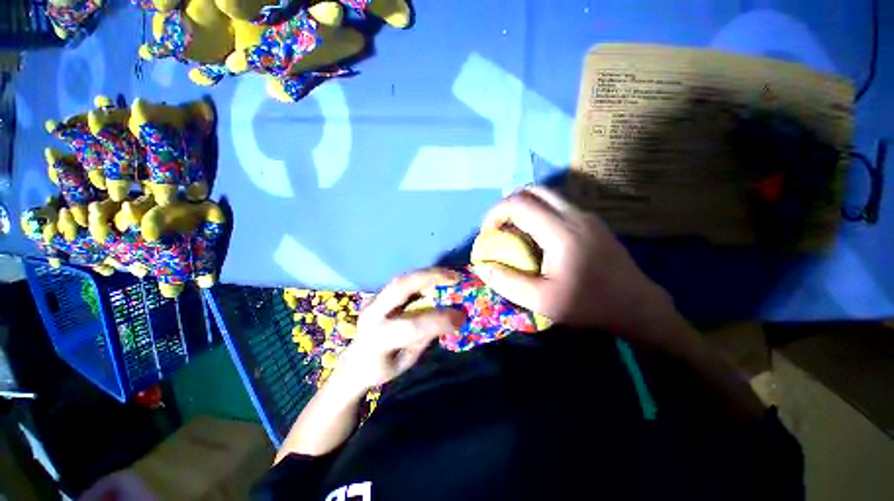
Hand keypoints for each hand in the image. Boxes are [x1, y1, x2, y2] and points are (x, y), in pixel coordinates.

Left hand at [331, 268, 466, 394]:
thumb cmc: (381, 368)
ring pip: (401, 279)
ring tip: (450, 275)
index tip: (462, 317)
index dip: (440, 319)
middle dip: (430, 278)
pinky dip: (421, 277)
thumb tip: (450, 318)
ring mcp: (372, 300)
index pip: (413, 325)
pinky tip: (436, 278)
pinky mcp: (377, 294)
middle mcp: (372, 314)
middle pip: (400, 287)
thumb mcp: (406, 361)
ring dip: (428, 273)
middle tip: (456, 277)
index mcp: (378, 339)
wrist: (354, 362)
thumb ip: (425, 338)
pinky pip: (402, 281)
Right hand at [475, 187, 678, 349]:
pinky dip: (538, 212)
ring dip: (523, 207)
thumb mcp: (541, 301)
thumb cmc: (588, 305)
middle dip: (508, 205)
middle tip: (499, 228)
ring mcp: (586, 215)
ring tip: (514, 231)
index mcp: (561, 232)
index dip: (496, 213)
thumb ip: (507, 282)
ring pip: (546, 195)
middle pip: (533, 190)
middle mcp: (574, 215)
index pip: (519, 203)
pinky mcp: (591, 221)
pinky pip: (557, 205)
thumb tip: (481, 267)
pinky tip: (536, 235)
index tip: (488, 233)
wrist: (636, 306)